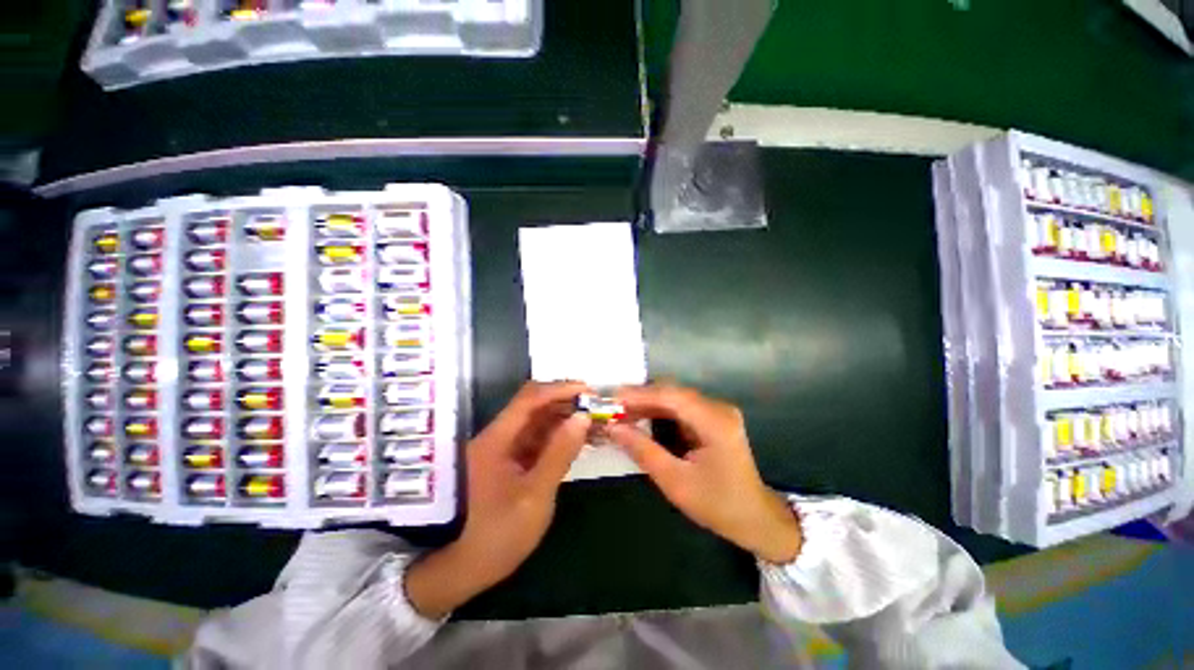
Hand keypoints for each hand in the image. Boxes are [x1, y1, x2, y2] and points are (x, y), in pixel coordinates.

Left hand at [405, 381, 590, 617]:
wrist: (462, 568)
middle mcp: (499, 436)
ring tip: (592, 422)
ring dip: (564, 418)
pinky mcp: (511, 461)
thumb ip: (560, 453)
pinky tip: (577, 441)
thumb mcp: (535, 495)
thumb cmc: (496, 534)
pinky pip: (537, 440)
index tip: (588, 391)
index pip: (530, 398)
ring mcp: (505, 449)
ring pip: (538, 422)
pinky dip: (558, 437)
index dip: (560, 389)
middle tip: (595, 407)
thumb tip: (582, 417)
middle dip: (565, 402)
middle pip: (534, 406)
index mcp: (498, 438)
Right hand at [606, 385, 801, 564]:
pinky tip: (642, 419)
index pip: (671, 397)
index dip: (639, 395)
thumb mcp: (675, 481)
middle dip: (641, 399)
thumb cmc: (717, 504)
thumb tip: (614, 428)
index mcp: (715, 422)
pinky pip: (681, 408)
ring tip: (621, 413)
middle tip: (613, 408)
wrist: (755, 518)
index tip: (612, 399)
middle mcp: (718, 409)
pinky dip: (659, 412)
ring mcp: (717, 412)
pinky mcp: (712, 419)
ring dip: (648, 404)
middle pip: (673, 394)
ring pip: (674, 399)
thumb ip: (643, 451)